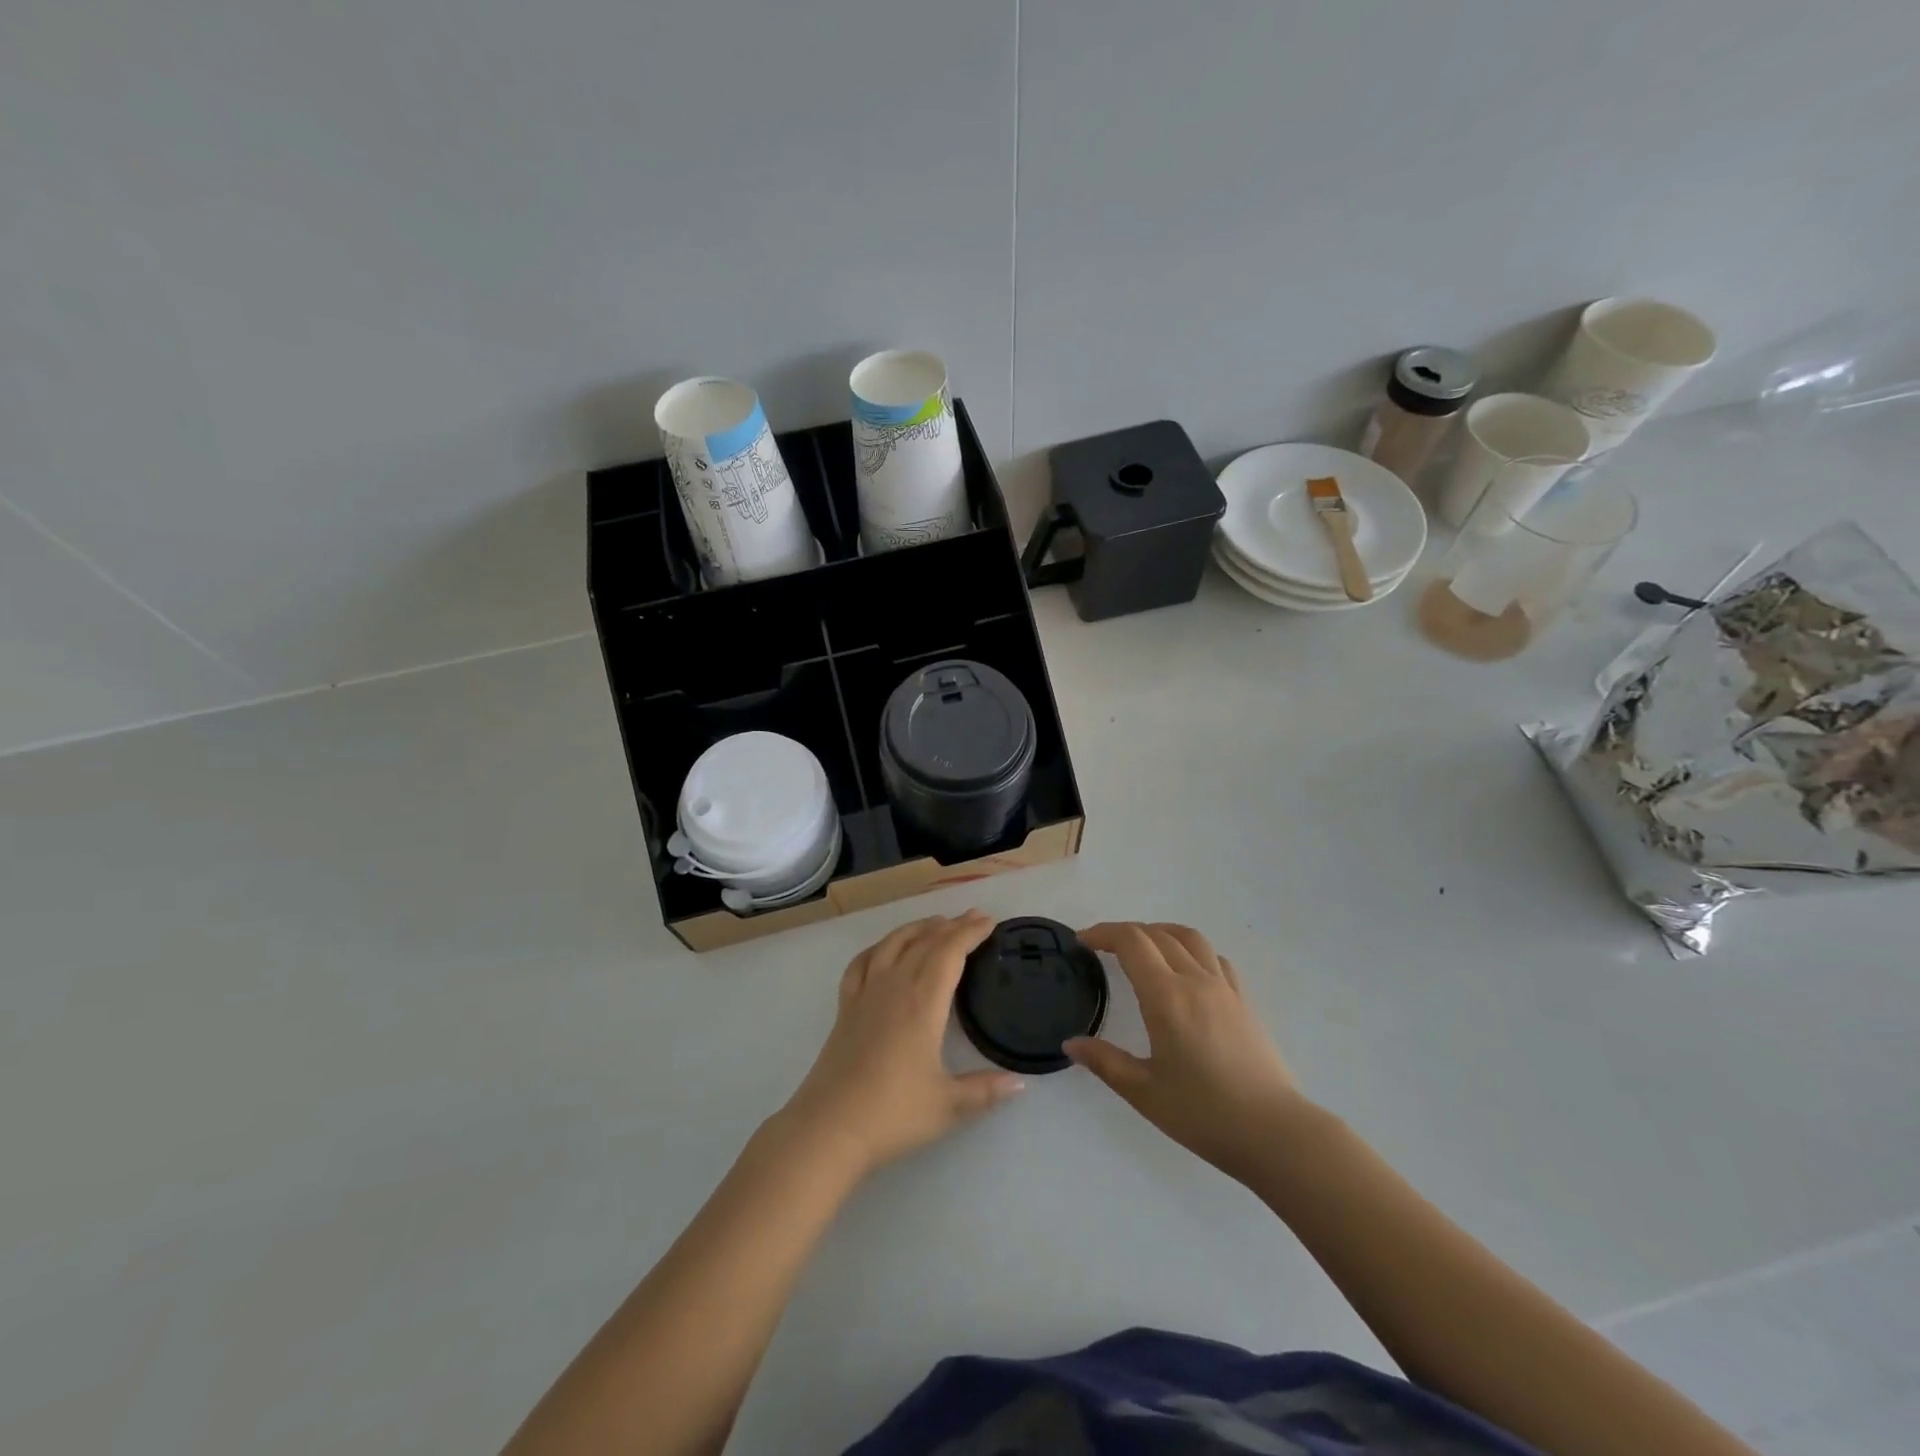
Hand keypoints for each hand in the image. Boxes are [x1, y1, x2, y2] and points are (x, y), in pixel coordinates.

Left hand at [778, 912, 1025, 1177]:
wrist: (829, 1128)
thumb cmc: (892, 1114)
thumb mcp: (947, 1106)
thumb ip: (985, 1091)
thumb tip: (1020, 1083)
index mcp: (922, 1003)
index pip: (950, 953)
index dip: (970, 933)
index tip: (989, 921)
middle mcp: (894, 987)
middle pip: (925, 943)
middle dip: (951, 926)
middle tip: (974, 917)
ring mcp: (865, 995)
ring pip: (893, 945)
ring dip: (917, 929)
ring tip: (936, 922)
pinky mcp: (845, 1008)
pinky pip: (862, 963)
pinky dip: (879, 947)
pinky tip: (885, 949)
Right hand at [1066, 922, 1303, 1182]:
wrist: (1275, 1133)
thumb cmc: (1204, 1114)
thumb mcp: (1144, 1093)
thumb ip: (1105, 1062)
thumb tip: (1071, 1043)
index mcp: (1167, 997)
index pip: (1131, 941)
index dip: (1103, 933)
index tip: (1082, 942)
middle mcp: (1195, 981)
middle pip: (1157, 934)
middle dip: (1125, 933)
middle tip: (1102, 948)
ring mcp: (1225, 988)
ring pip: (1190, 938)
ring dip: (1160, 933)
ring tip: (1142, 948)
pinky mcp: (1244, 1002)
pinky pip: (1215, 958)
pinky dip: (1191, 951)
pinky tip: (1185, 972)